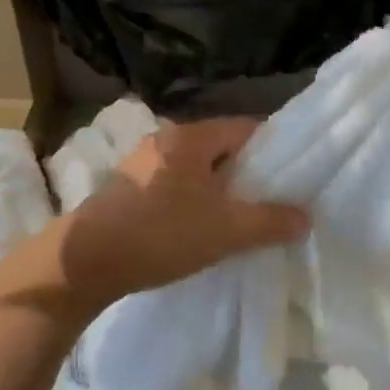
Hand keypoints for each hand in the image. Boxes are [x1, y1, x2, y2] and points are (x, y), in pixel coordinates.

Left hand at [58, 117, 309, 303]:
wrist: (84, 261)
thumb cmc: (160, 233)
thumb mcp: (225, 230)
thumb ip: (269, 221)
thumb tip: (305, 216)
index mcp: (191, 137)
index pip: (246, 128)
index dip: (274, 149)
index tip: (294, 175)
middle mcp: (166, 140)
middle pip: (222, 148)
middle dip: (249, 174)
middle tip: (273, 201)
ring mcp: (143, 163)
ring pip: (198, 170)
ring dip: (221, 190)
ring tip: (242, 219)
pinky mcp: (128, 189)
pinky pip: (176, 186)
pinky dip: (196, 200)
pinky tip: (202, 228)